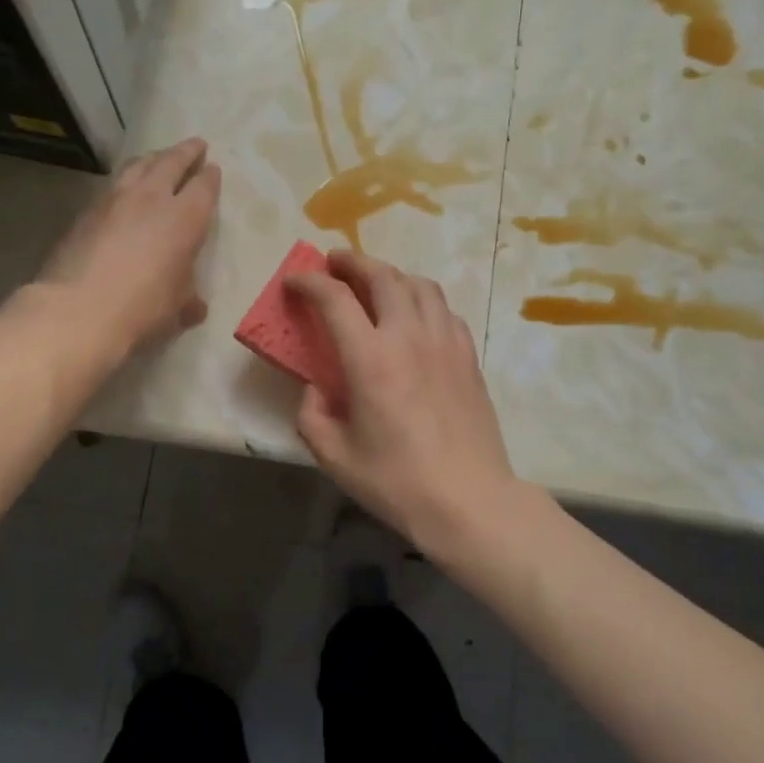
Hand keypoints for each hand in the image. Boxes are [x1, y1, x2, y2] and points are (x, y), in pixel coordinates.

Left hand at [37, 137, 220, 354]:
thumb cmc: (142, 308)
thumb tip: (196, 307)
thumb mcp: (176, 308)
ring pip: (138, 165)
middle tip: (195, 145)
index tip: (212, 168)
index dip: (210, 176)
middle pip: (171, 162)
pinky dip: (125, 179)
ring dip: (153, 158)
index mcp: (185, 218)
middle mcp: (152, 198)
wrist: (78, 309)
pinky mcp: (87, 210)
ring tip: (158, 158)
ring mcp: (115, 199)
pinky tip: (124, 189)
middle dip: (186, 151)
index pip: (203, 186)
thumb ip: (188, 299)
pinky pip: (113, 184)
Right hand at [286, 250, 516, 552]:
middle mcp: (409, 336)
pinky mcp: (468, 356)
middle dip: (353, 261)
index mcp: (370, 358)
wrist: (469, 501)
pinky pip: (443, 309)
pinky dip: (422, 299)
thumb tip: (315, 388)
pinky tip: (414, 316)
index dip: (310, 282)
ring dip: (391, 274)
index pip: (335, 299)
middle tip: (334, 262)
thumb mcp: (334, 456)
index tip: (295, 280)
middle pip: (382, 275)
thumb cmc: (396, 482)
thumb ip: (311, 414)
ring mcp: (445, 342)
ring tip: (375, 282)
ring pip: (419, 285)